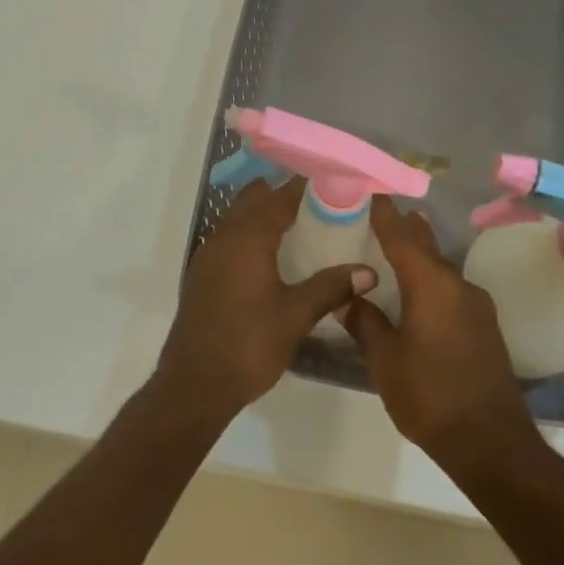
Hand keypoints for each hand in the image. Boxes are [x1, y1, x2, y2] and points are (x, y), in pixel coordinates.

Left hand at [156, 178, 377, 414]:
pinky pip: (228, 242)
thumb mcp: (296, 315)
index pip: (279, 197)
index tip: (332, 180)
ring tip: (300, 225)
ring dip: (263, 216)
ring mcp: (208, 258)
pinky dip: (249, 237)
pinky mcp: (202, 278)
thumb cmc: (249, 344)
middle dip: (281, 195)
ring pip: (236, 221)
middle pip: (252, 201)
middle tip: (319, 201)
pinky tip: (271, 258)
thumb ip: (331, 287)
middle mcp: (223, 239)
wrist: (196, 384)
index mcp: (247, 238)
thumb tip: (368, 271)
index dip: (304, 186)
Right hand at [341, 197, 532, 459]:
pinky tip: (416, 292)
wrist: (488, 440)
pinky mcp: (484, 327)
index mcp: (432, 286)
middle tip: (380, 213)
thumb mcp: (385, 359)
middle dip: (404, 229)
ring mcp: (477, 307)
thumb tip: (349, 297)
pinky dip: (430, 282)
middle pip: (426, 248)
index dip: (385, 213)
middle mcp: (459, 286)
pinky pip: (451, 291)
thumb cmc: (429, 395)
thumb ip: (365, 322)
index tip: (370, 190)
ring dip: (418, 257)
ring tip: (393, 247)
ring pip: (440, 270)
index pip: (402, 237)